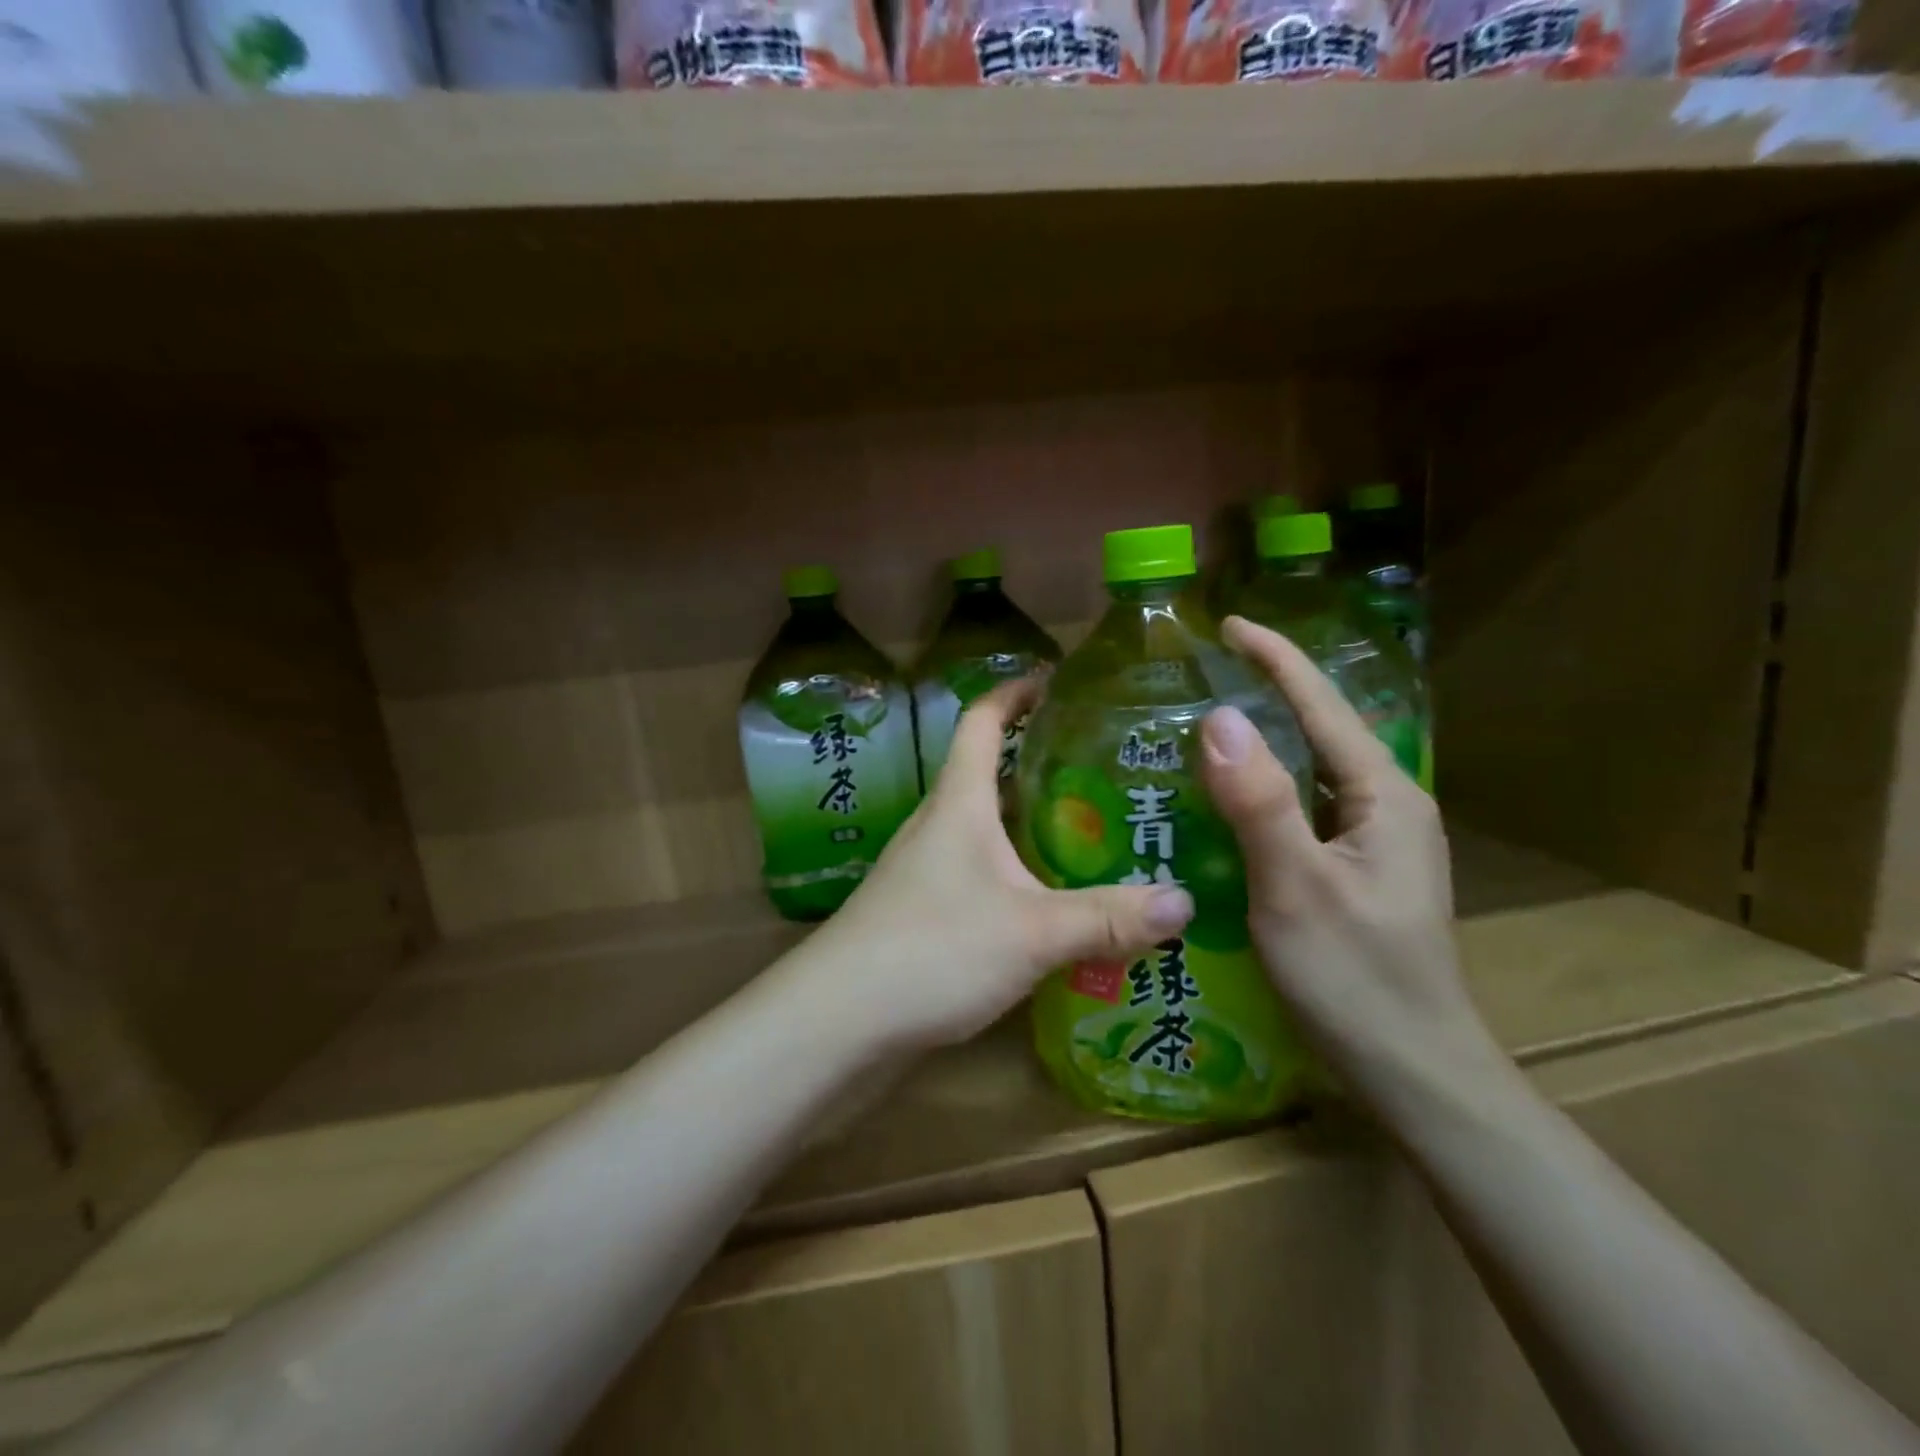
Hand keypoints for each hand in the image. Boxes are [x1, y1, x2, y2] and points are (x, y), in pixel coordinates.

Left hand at [805, 674, 1194, 1051]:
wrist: (839, 1018)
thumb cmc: (933, 949)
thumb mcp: (1033, 931)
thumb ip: (1108, 917)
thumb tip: (1185, 901)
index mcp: (960, 801)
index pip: (983, 720)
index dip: (1016, 692)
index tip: (1059, 680)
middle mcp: (941, 823)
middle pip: (994, 773)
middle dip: (1046, 763)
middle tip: (1111, 771)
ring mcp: (929, 868)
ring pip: (991, 827)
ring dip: (1036, 823)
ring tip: (1100, 833)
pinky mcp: (927, 909)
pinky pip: (984, 872)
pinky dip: (1022, 872)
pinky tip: (1057, 902)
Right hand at [1198, 617, 1501, 1098]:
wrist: (1415, 1071)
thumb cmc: (1356, 979)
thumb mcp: (1297, 888)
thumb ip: (1261, 801)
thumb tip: (1220, 717)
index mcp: (1384, 796)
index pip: (1323, 705)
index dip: (1276, 658)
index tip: (1227, 624)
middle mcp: (1388, 805)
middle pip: (1321, 729)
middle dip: (1266, 692)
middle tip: (1200, 675)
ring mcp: (1376, 840)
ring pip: (1312, 770)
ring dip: (1264, 742)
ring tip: (1203, 727)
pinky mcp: (1358, 868)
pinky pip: (1306, 807)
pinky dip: (1265, 788)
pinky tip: (1228, 800)